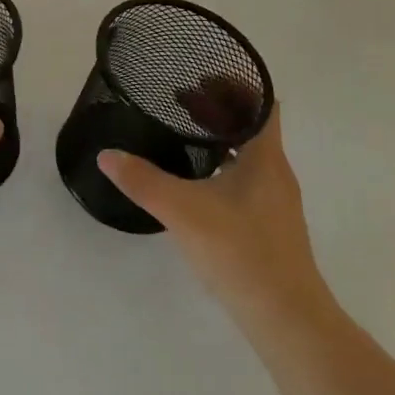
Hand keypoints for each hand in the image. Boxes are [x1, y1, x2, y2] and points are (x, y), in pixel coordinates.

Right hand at [96, 89, 330, 326]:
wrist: (287, 320)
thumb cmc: (240, 252)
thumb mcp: (183, 211)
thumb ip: (142, 180)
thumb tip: (107, 155)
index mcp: (265, 157)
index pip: (262, 103)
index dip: (237, 83)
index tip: (202, 75)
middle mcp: (276, 172)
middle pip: (253, 125)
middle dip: (220, 108)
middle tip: (181, 99)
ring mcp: (276, 201)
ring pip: (250, 153)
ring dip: (221, 138)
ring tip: (184, 134)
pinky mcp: (270, 225)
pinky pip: (247, 177)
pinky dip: (224, 165)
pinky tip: (197, 182)